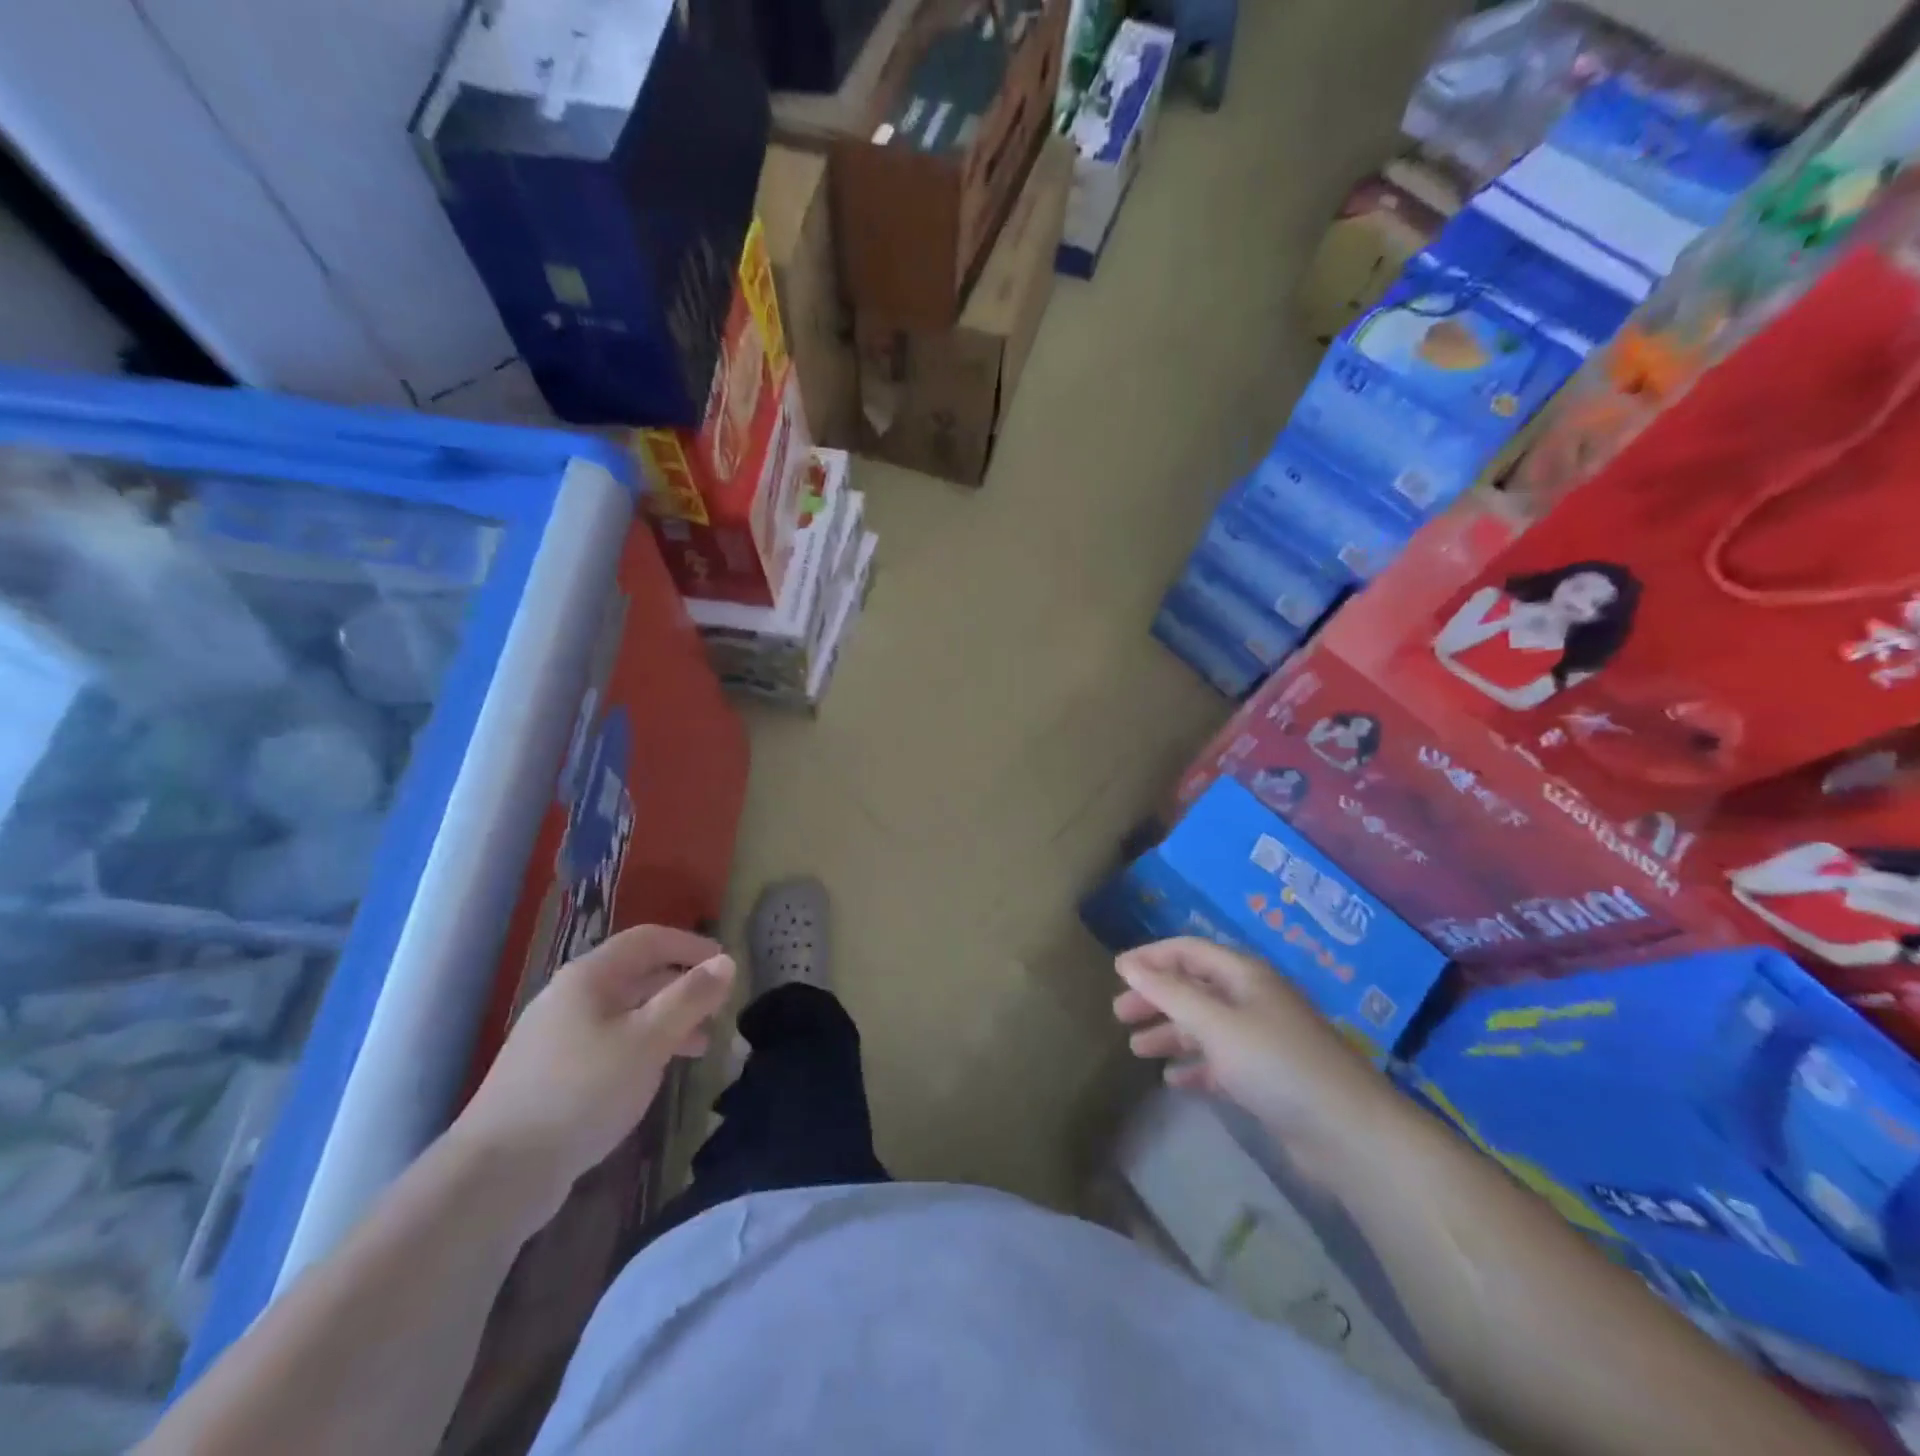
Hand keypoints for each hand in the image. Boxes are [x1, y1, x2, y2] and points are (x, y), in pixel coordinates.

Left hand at [453, 925, 735, 1228]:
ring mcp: (556, 1035)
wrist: (497, 1173)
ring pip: (625, 1012)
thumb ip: (690, 998)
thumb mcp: (649, 1040)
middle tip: (719, 1010)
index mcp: (590, 976)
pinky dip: (642, 1046)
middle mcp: (570, 995)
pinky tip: (656, 1073)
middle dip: (683, 987)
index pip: (649, 939)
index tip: (727, 965)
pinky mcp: (551, 1073)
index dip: (691, 945)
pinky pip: (609, 1042)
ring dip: (667, 1020)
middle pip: (637, 974)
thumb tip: (727, 962)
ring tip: (700, 1047)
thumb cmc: (582, 1091)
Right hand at [1113, 937, 1392, 1156]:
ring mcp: (1261, 1040)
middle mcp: (1252, 1000)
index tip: (1117, 972)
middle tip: (1120, 1015)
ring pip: (1204, 1027)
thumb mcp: (1215, 1022)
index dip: (1152, 957)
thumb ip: (1169, 992)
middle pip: (1194, 988)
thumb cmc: (1276, 1063)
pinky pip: (1220, 1063)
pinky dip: (1195, 1066)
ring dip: (1170, 1034)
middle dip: (1156, 998)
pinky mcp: (1267, 1079)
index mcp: (1244, 975)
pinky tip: (1173, 1080)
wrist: (1348, 1133)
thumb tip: (1127, 964)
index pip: (1189, 951)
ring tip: (1136, 1049)